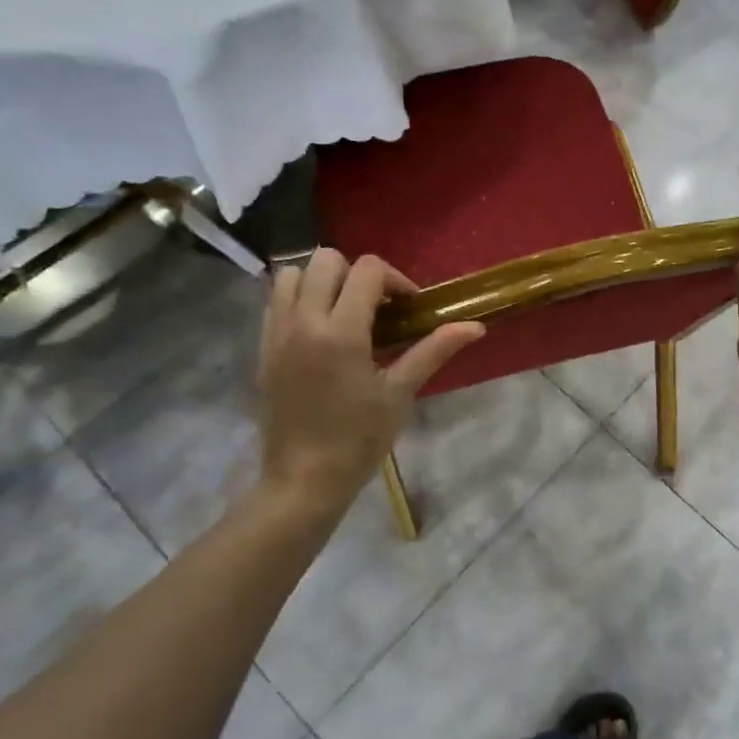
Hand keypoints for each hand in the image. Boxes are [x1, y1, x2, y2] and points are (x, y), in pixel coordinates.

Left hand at [255, 250, 483, 512]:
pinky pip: (276, 301)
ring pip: (293, 274)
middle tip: (377, 308)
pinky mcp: (262, 347)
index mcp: (340, 332)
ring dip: (323, 281)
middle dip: (357, 275)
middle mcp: (303, 322)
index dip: (395, 280)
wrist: (303, 479)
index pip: (367, 270)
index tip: (408, 309)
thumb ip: (434, 351)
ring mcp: (276, 333)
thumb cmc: (358, 439)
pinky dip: (299, 300)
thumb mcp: (400, 393)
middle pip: (326, 259)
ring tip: (344, 313)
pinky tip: (320, 332)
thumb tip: (476, 326)